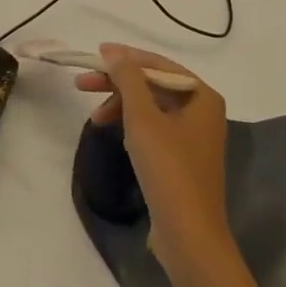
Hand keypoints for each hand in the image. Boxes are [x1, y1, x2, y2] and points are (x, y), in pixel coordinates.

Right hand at [75, 44, 231, 286]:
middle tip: (82, 84)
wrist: (189, 234)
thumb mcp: (142, 117)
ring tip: (94, 118)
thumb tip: (114, 51)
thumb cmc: (168, 168)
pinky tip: (115, 134)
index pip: (159, 64)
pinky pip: (155, 129)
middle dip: (118, 84)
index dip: (126, 57)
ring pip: (152, 108)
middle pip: (154, 85)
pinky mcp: (183, 160)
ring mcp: (194, 137)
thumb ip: (127, 78)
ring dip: (121, 106)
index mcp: (202, 96)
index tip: (96, 54)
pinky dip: (133, 126)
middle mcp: (203, 111)